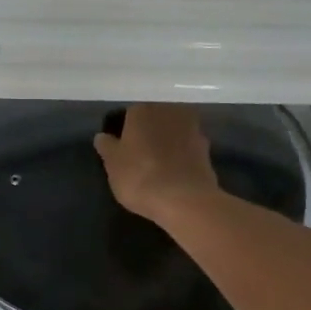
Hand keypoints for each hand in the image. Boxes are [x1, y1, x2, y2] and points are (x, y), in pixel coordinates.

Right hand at [93, 104, 219, 226]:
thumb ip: (107, 147)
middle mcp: (168, 111)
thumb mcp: (112, 165)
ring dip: (166, 143)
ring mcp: (192, 128)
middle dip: (147, 134)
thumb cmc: (140, 177)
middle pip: (153, 120)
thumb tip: (103, 136)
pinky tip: (174, 173)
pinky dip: (180, 156)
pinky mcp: (207, 148)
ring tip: (157, 166)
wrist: (184, 199)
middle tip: (138, 157)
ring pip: (172, 132)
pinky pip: (187, 148)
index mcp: (142, 110)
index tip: (121, 150)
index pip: (128, 115)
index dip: (123, 132)